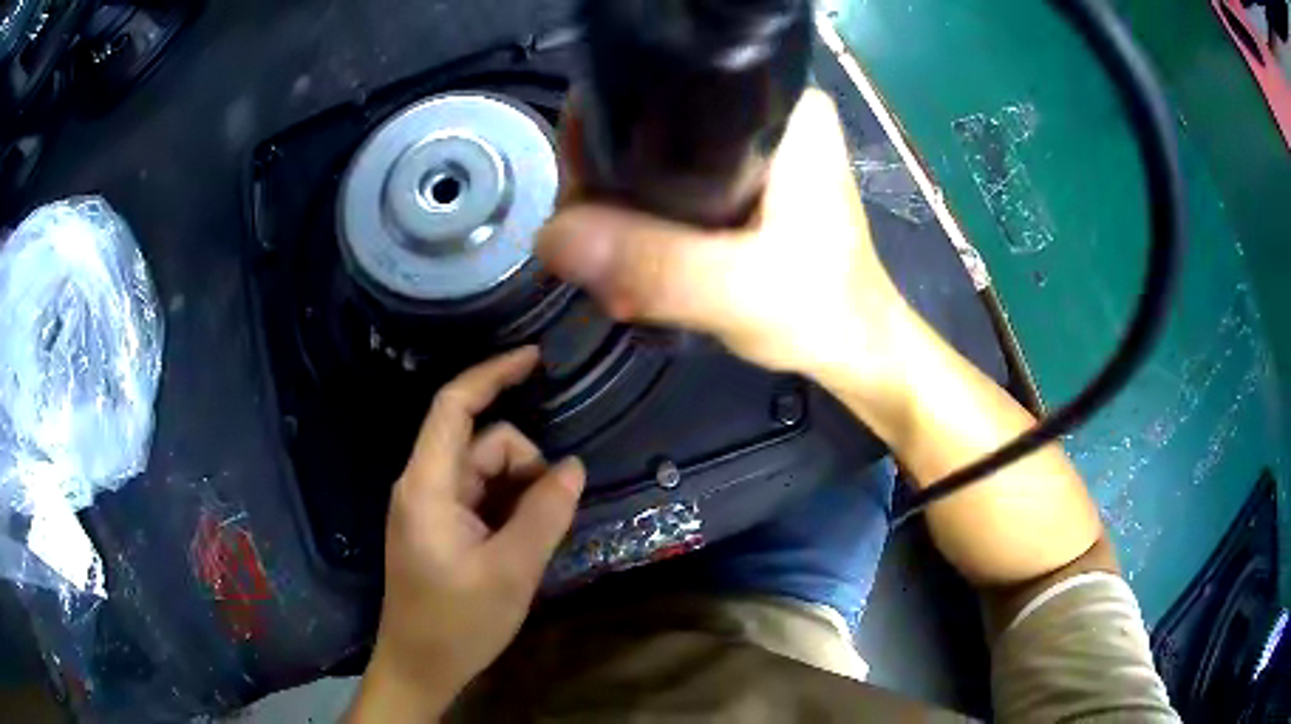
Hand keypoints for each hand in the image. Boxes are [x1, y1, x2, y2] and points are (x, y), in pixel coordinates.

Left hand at [350, 347, 585, 720]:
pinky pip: (480, 496)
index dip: (492, 374)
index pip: (454, 407)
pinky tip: (520, 542)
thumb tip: (573, 467)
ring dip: (518, 492)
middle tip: (548, 517)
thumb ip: (544, 514)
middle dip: (523, 466)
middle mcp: (423, 485)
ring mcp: (430, 506)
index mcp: (427, 486)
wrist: (420, 666)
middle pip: (481, 444)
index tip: (536, 358)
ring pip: (485, 471)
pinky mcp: (439, 525)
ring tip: (530, 543)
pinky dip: (507, 507)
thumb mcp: (511, 571)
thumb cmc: (458, 623)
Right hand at [537, 89, 912, 384]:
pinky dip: (641, 223)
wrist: (855, 346)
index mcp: (780, 109)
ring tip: (614, 273)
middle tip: (596, 255)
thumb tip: (550, 235)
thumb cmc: (822, 313)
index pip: (660, 91)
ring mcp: (751, 146)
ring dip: (618, 214)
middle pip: (646, 126)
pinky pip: (668, 184)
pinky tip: (634, 265)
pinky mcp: (741, 180)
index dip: (601, 136)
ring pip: (650, 160)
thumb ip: (655, 264)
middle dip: (606, 189)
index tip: (579, 201)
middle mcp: (764, 113)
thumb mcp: (741, 291)